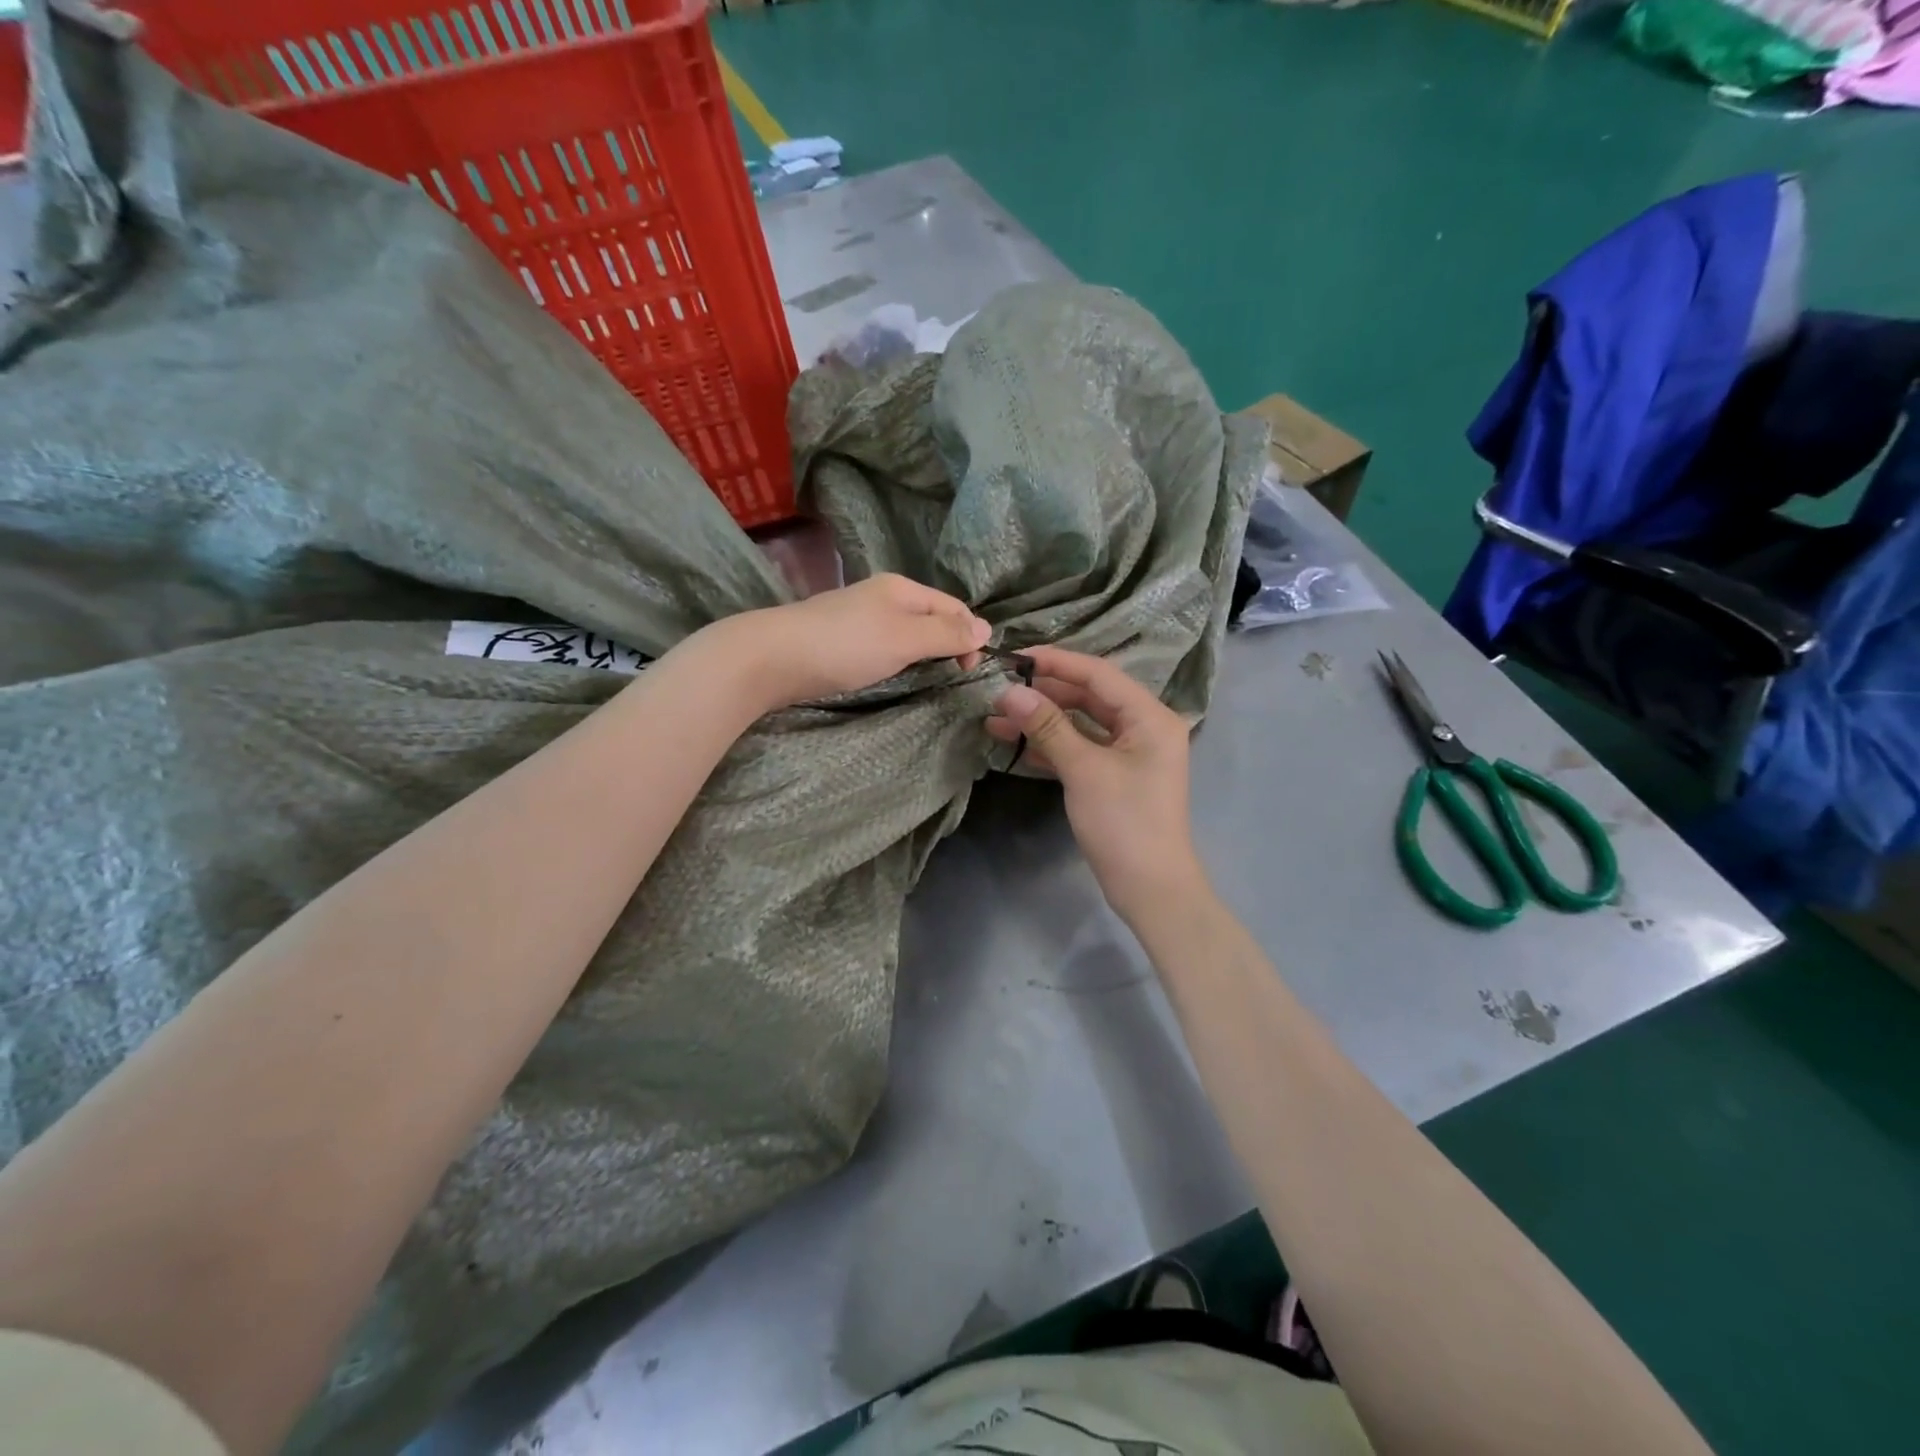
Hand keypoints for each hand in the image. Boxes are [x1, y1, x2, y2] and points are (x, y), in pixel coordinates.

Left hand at [707, 573, 991, 710]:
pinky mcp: (840, 640)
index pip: (953, 606)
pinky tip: (891, 675)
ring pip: (906, 633)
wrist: (771, 658)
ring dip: (923, 655)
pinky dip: (897, 660)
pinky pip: (883, 646)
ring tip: (926, 679)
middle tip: (951, 678)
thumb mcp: (905, 638)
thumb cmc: (846, 646)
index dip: (970, 635)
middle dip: (948, 644)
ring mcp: (859, 618)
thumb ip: (945, 634)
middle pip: (930, 618)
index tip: (969, 671)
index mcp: (902, 589)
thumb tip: (986, 628)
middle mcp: (882, 597)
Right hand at [985, 646, 1207, 920]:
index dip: (1055, 663)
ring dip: (1042, 722)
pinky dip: (1052, 746)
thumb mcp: (1083, 770)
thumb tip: (1009, 692)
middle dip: (1044, 695)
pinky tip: (1017, 746)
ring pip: (1082, 724)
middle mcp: (1144, 727)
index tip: (1014, 658)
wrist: (1150, 888)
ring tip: (997, 721)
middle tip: (1000, 692)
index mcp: (1150, 716)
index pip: (1098, 674)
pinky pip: (1082, 749)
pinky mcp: (1116, 776)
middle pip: (1089, 697)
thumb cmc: (1124, 823)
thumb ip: (1047, 726)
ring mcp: (1130, 753)